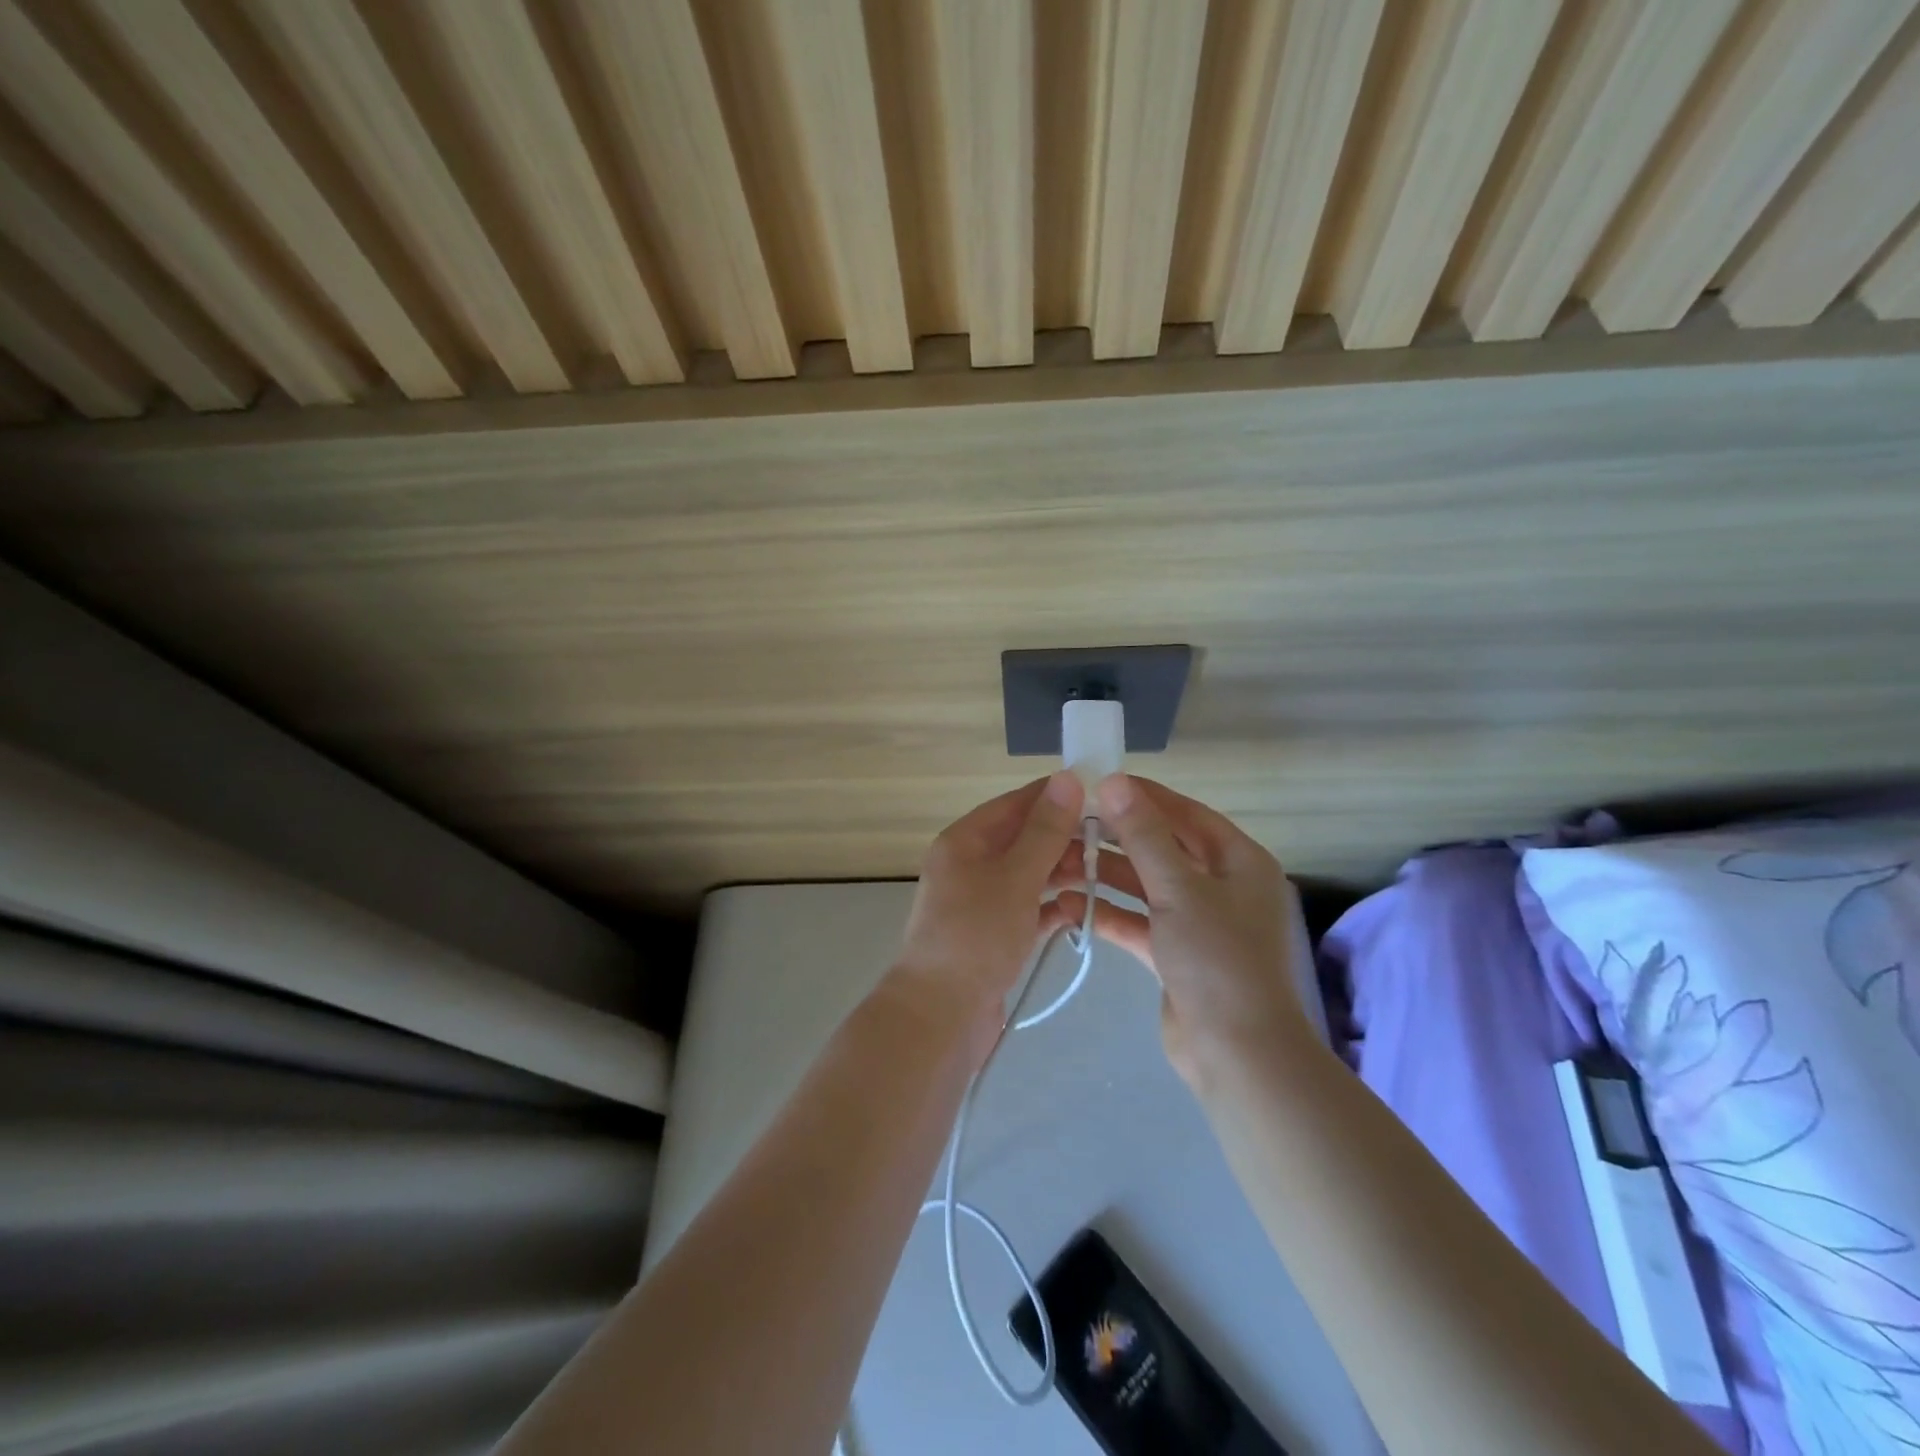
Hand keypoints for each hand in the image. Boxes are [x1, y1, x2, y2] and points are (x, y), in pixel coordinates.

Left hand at [895, 772, 1085, 1039]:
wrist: (939, 1016)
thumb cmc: (976, 936)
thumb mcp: (1015, 877)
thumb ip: (1045, 831)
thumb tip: (1067, 777)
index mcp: (965, 840)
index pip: (1016, 803)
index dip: (1056, 797)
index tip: (1102, 797)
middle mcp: (969, 865)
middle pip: (1023, 839)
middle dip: (1064, 840)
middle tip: (1112, 844)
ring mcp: (980, 902)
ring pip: (1028, 875)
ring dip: (1061, 874)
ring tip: (1101, 877)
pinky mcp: (992, 936)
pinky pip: (1027, 910)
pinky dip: (1051, 909)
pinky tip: (1081, 913)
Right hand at [1046, 775, 1304, 1084]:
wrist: (1238, 1056)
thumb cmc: (1218, 960)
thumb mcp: (1179, 890)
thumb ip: (1144, 835)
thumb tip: (1114, 781)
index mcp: (1238, 861)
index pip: (1185, 814)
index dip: (1143, 797)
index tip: (1096, 784)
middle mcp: (1222, 886)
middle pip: (1162, 849)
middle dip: (1117, 839)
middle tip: (1068, 825)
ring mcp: (1199, 923)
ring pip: (1146, 887)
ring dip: (1106, 877)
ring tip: (1059, 864)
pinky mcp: (1177, 955)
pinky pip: (1140, 923)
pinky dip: (1110, 915)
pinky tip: (1070, 907)